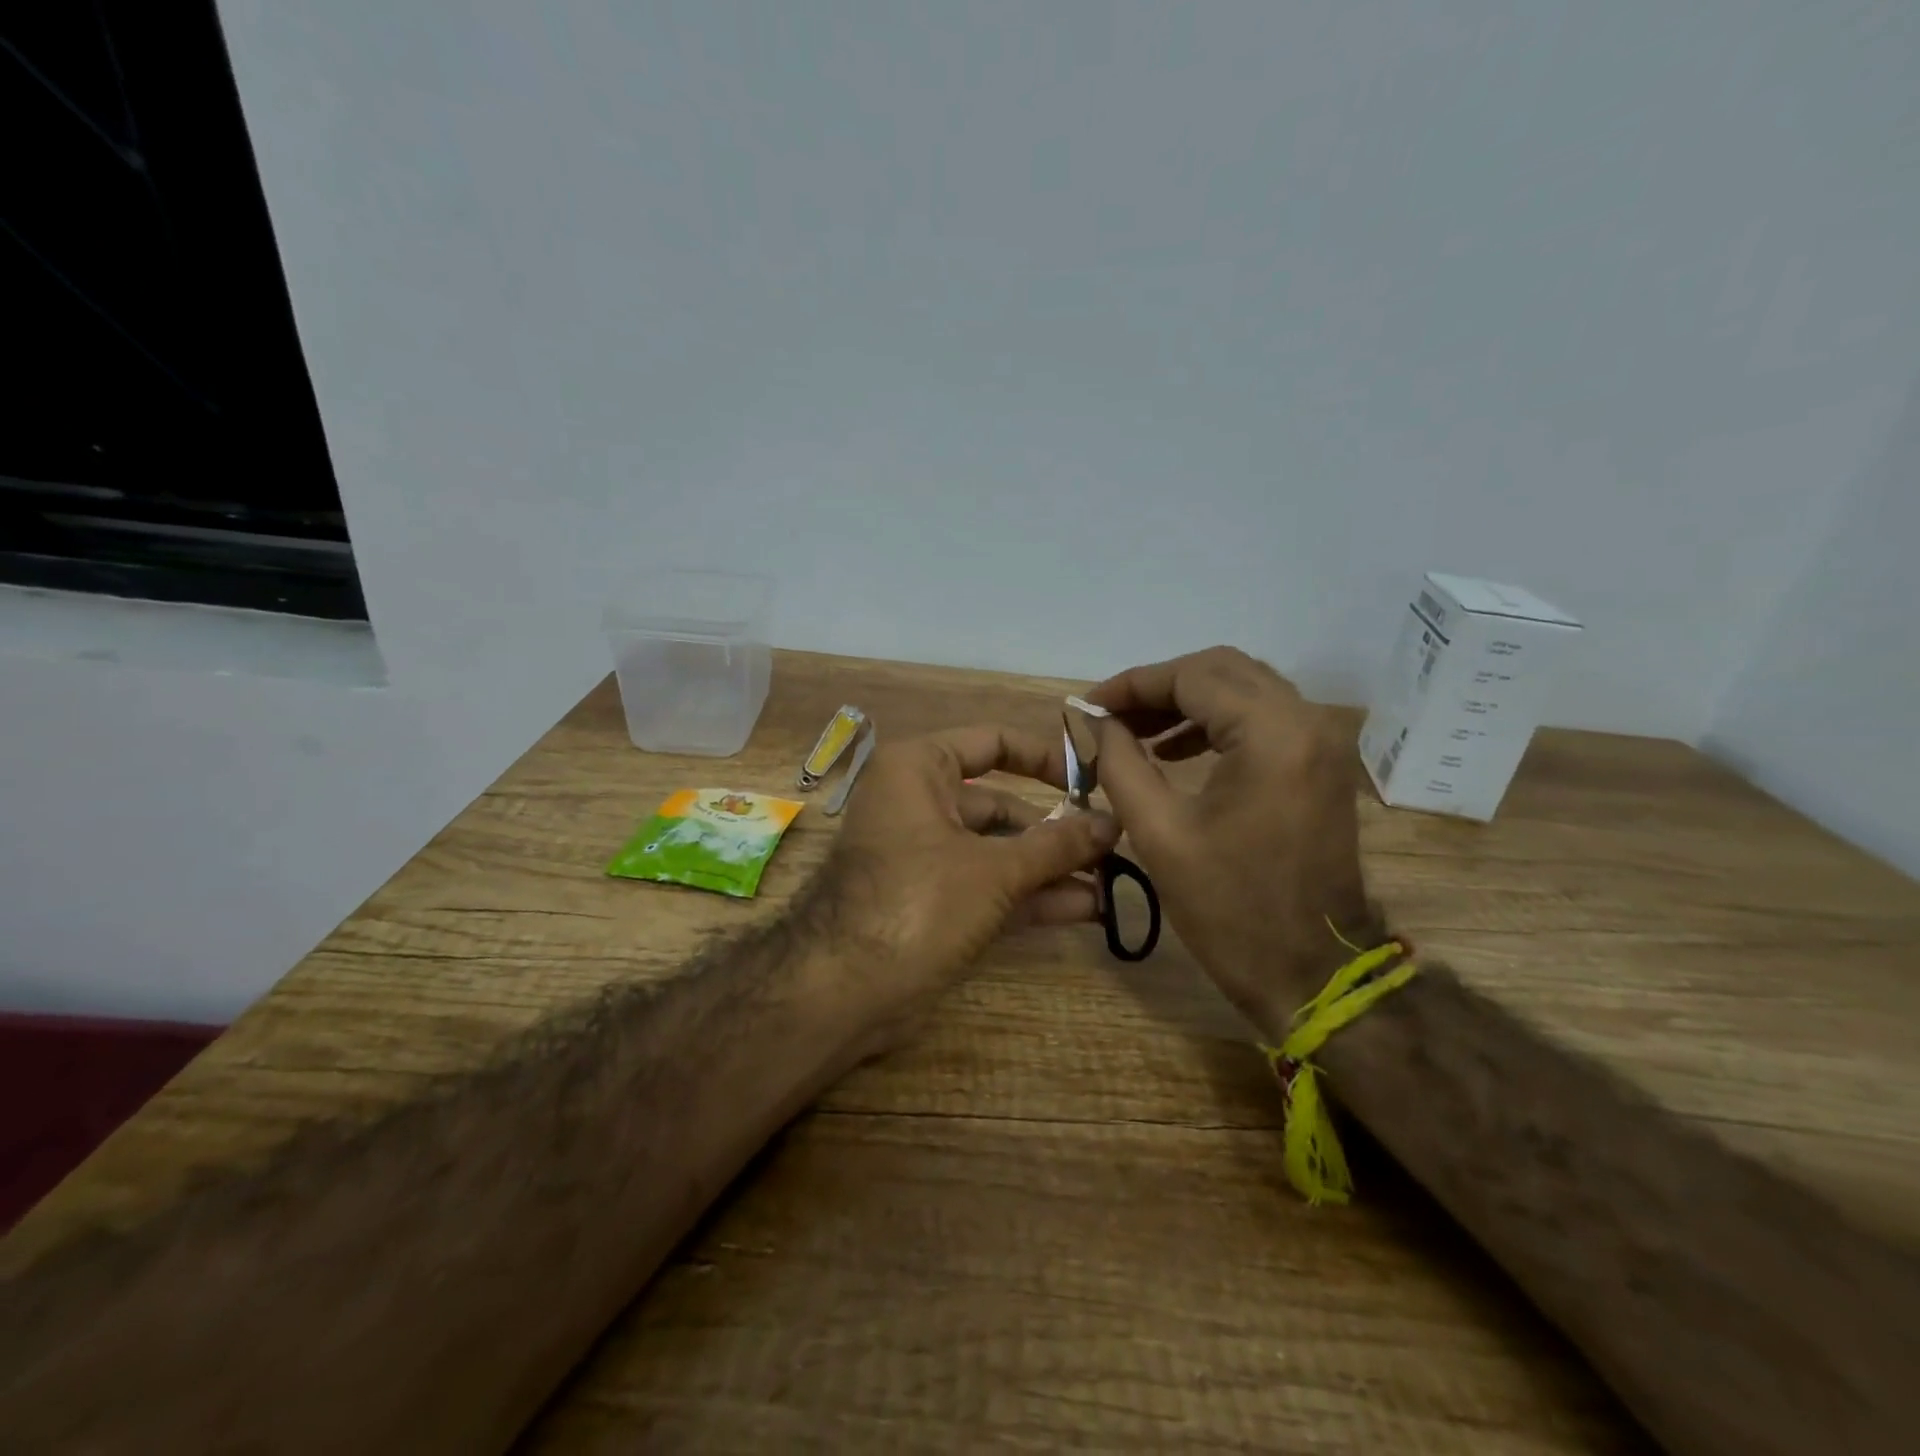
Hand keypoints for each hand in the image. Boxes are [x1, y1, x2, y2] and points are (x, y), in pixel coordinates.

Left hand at [804, 725, 1120, 1042]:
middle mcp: (920, 803)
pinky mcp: (932, 902)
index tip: (1093, 777)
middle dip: (1057, 829)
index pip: (992, 742)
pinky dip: (1030, 896)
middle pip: (1001, 804)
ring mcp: (925, 856)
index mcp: (920, 770)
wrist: (842, 992)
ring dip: (1051, 868)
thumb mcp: (994, 870)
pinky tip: (1085, 908)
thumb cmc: (916, 903)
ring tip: (1111, 880)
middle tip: (1113, 845)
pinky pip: (988, 886)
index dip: (1045, 757)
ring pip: (998, 851)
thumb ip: (1056, 845)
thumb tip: (1112, 823)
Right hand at [1084, 647, 1378, 1039]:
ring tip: (1134, 733)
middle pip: (1221, 670)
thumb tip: (1092, 722)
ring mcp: (1321, 742)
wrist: (1312, 972)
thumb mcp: (1158, 832)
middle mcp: (1307, 722)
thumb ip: (1118, 763)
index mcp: (1272, 735)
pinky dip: (1215, 723)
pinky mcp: (1321, 764)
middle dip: (1159, 687)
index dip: (1132, 684)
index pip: (1192, 676)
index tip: (1088, 705)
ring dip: (1186, 702)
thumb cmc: (1229, 908)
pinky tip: (1175, 749)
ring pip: (1243, 689)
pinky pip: (1262, 719)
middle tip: (1110, 716)